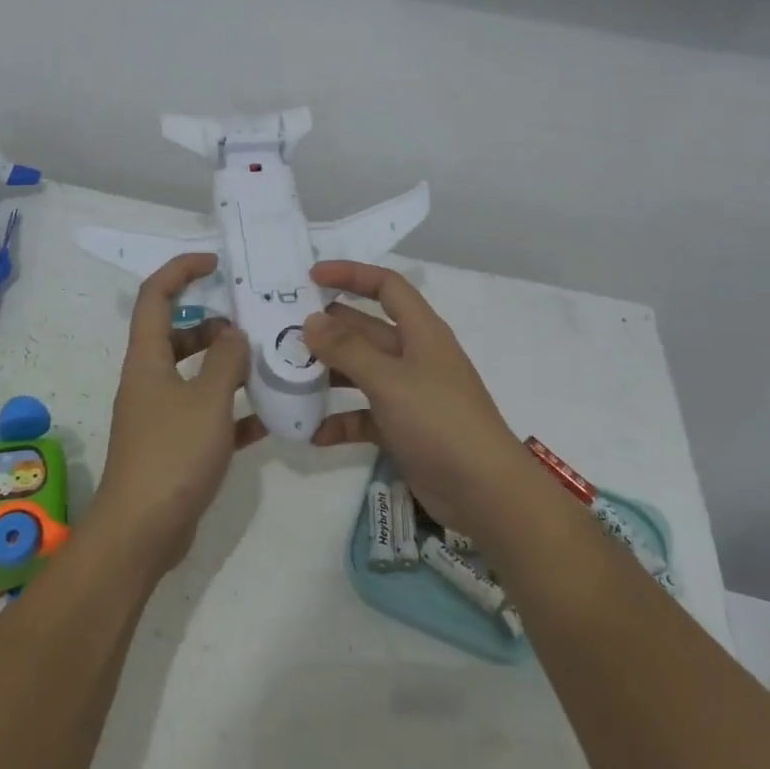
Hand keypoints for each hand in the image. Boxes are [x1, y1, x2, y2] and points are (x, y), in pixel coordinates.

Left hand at [89, 253, 258, 576]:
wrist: (141, 534)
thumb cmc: (171, 455)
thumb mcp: (207, 400)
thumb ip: (227, 361)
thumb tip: (235, 334)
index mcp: (147, 359)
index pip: (155, 296)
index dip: (181, 270)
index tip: (215, 263)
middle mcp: (150, 380)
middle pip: (178, 334)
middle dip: (214, 324)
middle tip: (253, 325)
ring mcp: (161, 415)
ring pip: (195, 374)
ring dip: (228, 366)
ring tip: (268, 364)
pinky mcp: (175, 446)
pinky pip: (207, 415)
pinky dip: (234, 411)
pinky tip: (270, 417)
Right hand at [304, 261, 531, 543]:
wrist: (485, 493)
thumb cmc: (439, 421)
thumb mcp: (389, 380)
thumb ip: (348, 349)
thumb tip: (311, 320)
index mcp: (421, 332)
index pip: (386, 287)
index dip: (351, 275)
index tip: (311, 277)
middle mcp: (414, 356)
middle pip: (367, 329)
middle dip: (329, 328)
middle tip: (285, 331)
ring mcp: (409, 394)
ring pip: (361, 372)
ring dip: (329, 374)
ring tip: (288, 376)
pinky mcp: (403, 429)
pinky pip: (364, 416)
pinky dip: (341, 420)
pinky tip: (313, 432)